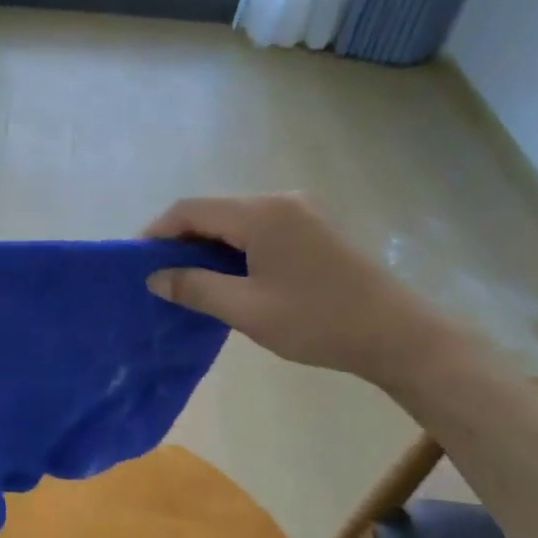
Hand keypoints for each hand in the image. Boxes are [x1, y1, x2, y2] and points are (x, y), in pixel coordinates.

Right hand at [143, 194, 463, 386]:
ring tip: (189, 279)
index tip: (136, 261)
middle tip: (160, 275)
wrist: (400, 336)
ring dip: (208, 245)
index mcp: (261, 213)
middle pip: (213, 211)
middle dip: (181, 239)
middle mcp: (280, 201)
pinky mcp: (315, 229)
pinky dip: (234, 248)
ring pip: (236, 221)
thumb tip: (155, 277)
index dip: (157, 231)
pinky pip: (260, 230)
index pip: (191, 209)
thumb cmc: (318, 321)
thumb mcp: (247, 309)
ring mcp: (301, 213)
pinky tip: (229, 276)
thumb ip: (195, 288)